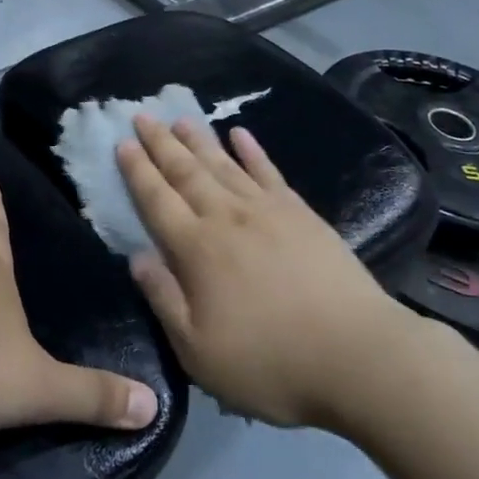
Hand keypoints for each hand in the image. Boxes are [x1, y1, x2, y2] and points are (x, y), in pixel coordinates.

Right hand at [115, 115, 398, 428]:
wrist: (356, 355)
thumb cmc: (270, 363)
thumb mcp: (198, 351)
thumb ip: (163, 299)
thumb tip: (135, 256)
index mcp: (196, 249)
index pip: (157, 200)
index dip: (137, 171)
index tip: (122, 144)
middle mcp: (226, 217)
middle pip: (185, 172)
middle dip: (161, 143)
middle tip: (142, 116)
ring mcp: (266, 210)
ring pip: (223, 164)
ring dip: (199, 139)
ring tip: (180, 118)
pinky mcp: (300, 213)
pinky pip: (268, 171)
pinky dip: (252, 150)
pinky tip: (240, 134)